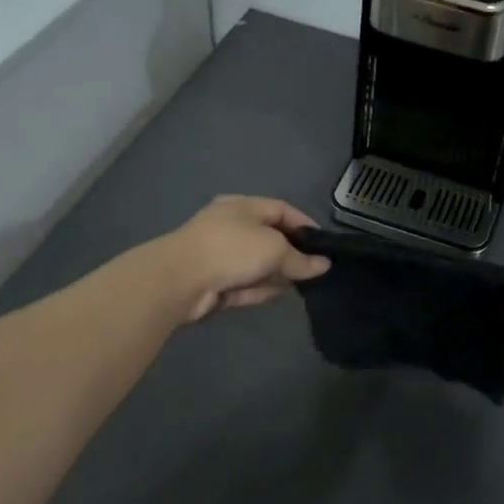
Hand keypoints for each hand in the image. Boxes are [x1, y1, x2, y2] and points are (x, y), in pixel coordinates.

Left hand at [158, 196, 329, 322]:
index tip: (324, 244)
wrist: (179, 280)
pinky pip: (245, 284)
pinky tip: (281, 296)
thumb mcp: (275, 249)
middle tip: (316, 269)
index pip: (281, 209)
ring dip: (278, 274)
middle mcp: (231, 226)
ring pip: (257, 263)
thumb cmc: (231, 249)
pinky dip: (261, 289)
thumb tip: (324, 265)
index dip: (305, 224)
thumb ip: (301, 259)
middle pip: (269, 238)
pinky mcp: (214, 282)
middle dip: (292, 253)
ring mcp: (220, 255)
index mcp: (243, 206)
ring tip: (305, 286)